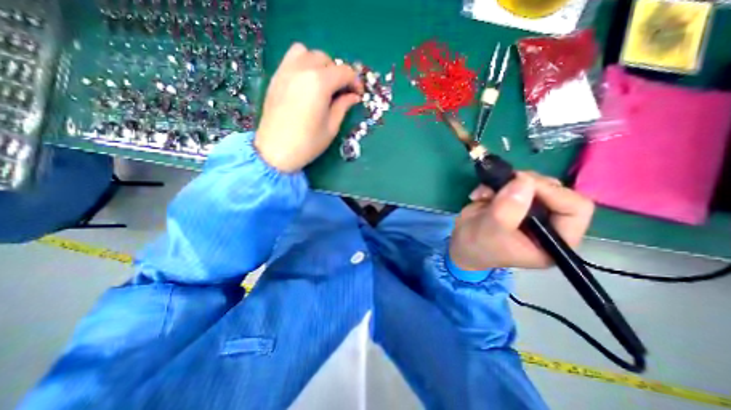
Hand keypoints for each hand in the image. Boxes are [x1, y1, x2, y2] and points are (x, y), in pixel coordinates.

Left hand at [255, 43, 362, 172]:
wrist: (275, 151)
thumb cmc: (307, 143)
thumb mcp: (331, 127)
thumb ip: (343, 106)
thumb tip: (354, 96)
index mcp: (319, 83)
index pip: (344, 72)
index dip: (355, 82)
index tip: (358, 94)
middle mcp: (302, 69)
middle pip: (326, 59)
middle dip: (338, 73)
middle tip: (341, 92)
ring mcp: (286, 71)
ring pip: (307, 53)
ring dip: (319, 64)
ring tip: (323, 84)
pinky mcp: (276, 77)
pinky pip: (292, 59)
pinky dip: (303, 64)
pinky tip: (307, 83)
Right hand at [449, 172, 596, 270]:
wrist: (462, 244)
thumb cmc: (478, 246)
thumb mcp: (491, 231)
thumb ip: (508, 208)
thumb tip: (524, 180)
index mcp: (555, 240)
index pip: (574, 208)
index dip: (552, 192)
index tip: (521, 184)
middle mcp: (549, 222)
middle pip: (554, 190)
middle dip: (525, 184)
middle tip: (502, 183)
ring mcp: (531, 209)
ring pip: (532, 182)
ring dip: (506, 182)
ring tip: (484, 193)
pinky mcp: (515, 200)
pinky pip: (513, 182)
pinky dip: (495, 183)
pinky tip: (480, 195)